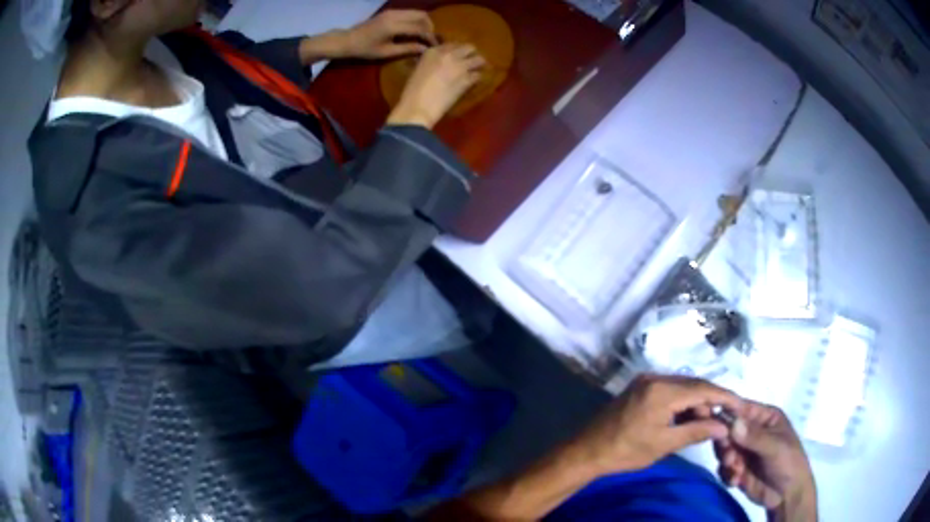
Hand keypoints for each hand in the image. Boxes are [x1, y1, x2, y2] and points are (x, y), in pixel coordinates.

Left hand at [342, 10, 437, 59]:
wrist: (348, 40)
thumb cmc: (365, 50)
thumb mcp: (386, 52)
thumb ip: (407, 49)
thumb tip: (425, 49)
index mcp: (393, 26)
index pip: (419, 28)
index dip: (429, 37)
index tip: (435, 46)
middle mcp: (395, 15)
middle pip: (422, 16)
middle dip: (429, 27)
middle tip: (429, 40)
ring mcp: (392, 11)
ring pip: (417, 12)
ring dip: (424, 23)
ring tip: (423, 36)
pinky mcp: (390, 12)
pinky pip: (409, 13)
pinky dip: (416, 20)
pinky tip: (413, 31)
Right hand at [386, 44, 485, 128]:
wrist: (418, 106)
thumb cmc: (412, 91)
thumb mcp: (418, 70)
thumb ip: (430, 62)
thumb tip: (436, 64)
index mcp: (433, 51)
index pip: (452, 44)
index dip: (456, 51)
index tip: (456, 57)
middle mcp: (449, 55)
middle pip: (470, 47)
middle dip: (470, 54)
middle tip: (468, 62)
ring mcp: (460, 66)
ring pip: (479, 60)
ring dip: (477, 65)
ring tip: (474, 71)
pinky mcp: (467, 80)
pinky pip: (478, 76)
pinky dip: (476, 79)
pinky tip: (471, 84)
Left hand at [572, 374, 743, 474]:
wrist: (587, 451)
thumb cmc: (626, 451)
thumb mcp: (665, 444)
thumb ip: (697, 431)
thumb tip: (724, 427)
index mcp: (662, 390)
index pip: (703, 388)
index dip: (724, 397)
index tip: (741, 405)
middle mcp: (655, 378)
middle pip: (694, 385)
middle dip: (710, 402)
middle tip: (722, 422)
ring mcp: (646, 381)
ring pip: (683, 387)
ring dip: (696, 403)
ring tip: (705, 424)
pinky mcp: (641, 387)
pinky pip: (671, 390)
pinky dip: (682, 403)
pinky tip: (688, 418)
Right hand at [714, 402, 816, 521]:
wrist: (787, 494)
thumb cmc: (788, 462)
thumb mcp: (774, 447)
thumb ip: (754, 437)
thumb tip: (733, 423)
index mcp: (764, 418)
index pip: (741, 409)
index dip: (727, 415)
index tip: (715, 427)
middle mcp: (752, 431)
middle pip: (728, 430)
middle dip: (725, 444)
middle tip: (729, 457)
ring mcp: (744, 451)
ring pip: (723, 450)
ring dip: (726, 461)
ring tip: (736, 471)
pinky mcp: (738, 469)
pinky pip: (723, 468)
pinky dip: (727, 474)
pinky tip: (736, 481)